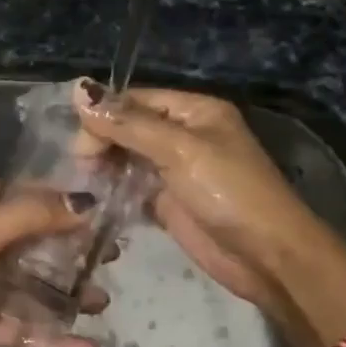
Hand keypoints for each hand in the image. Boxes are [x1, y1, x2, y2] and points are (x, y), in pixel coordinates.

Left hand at [0, 183, 105, 346]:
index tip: (104, 206)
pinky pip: (22, 329)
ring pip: (32, 288)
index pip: (25, 197)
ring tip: (103, 301)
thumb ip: (30, 217)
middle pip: (35, 244)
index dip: (62, 199)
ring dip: (66, 295)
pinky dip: (51, 338)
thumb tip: (87, 202)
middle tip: (113, 256)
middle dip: (72, 250)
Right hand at [75, 84, 345, 346]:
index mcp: (194, 110)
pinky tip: (94, 201)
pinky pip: (130, 187)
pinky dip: (112, 191)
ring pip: (126, 158)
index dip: (104, 116)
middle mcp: (183, 134)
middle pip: (127, 127)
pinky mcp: (167, 202)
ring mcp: (174, 169)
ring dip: (103, 168)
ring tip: (84, 185)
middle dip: (101, 143)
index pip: (135, 100)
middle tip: (82, 168)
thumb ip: (128, 123)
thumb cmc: (228, 193)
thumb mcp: (179, 150)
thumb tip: (78, 88)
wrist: (266, 257)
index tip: (80, 144)